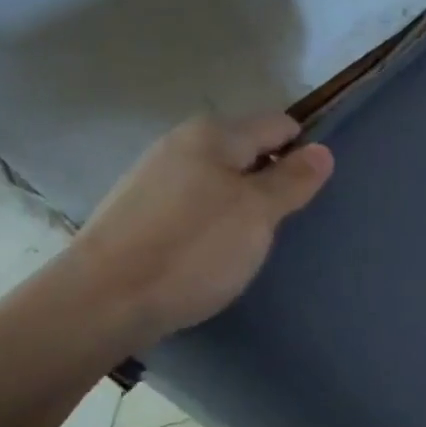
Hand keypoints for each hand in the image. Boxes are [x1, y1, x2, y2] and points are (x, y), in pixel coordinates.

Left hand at [67, 113, 332, 349]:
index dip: (302, 152)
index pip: (278, 125)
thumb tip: (322, 150)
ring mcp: (155, 177)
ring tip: (249, 243)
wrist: (102, 301)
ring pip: (220, 180)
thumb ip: (292, 180)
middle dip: (271, 180)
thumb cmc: (193, 249)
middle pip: (247, 151)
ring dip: (242, 204)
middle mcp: (181, 143)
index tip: (311, 192)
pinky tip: (211, 253)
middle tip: (283, 224)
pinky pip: (194, 204)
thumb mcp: (258, 214)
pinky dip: (212, 221)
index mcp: (214, 134)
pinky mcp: (140, 211)